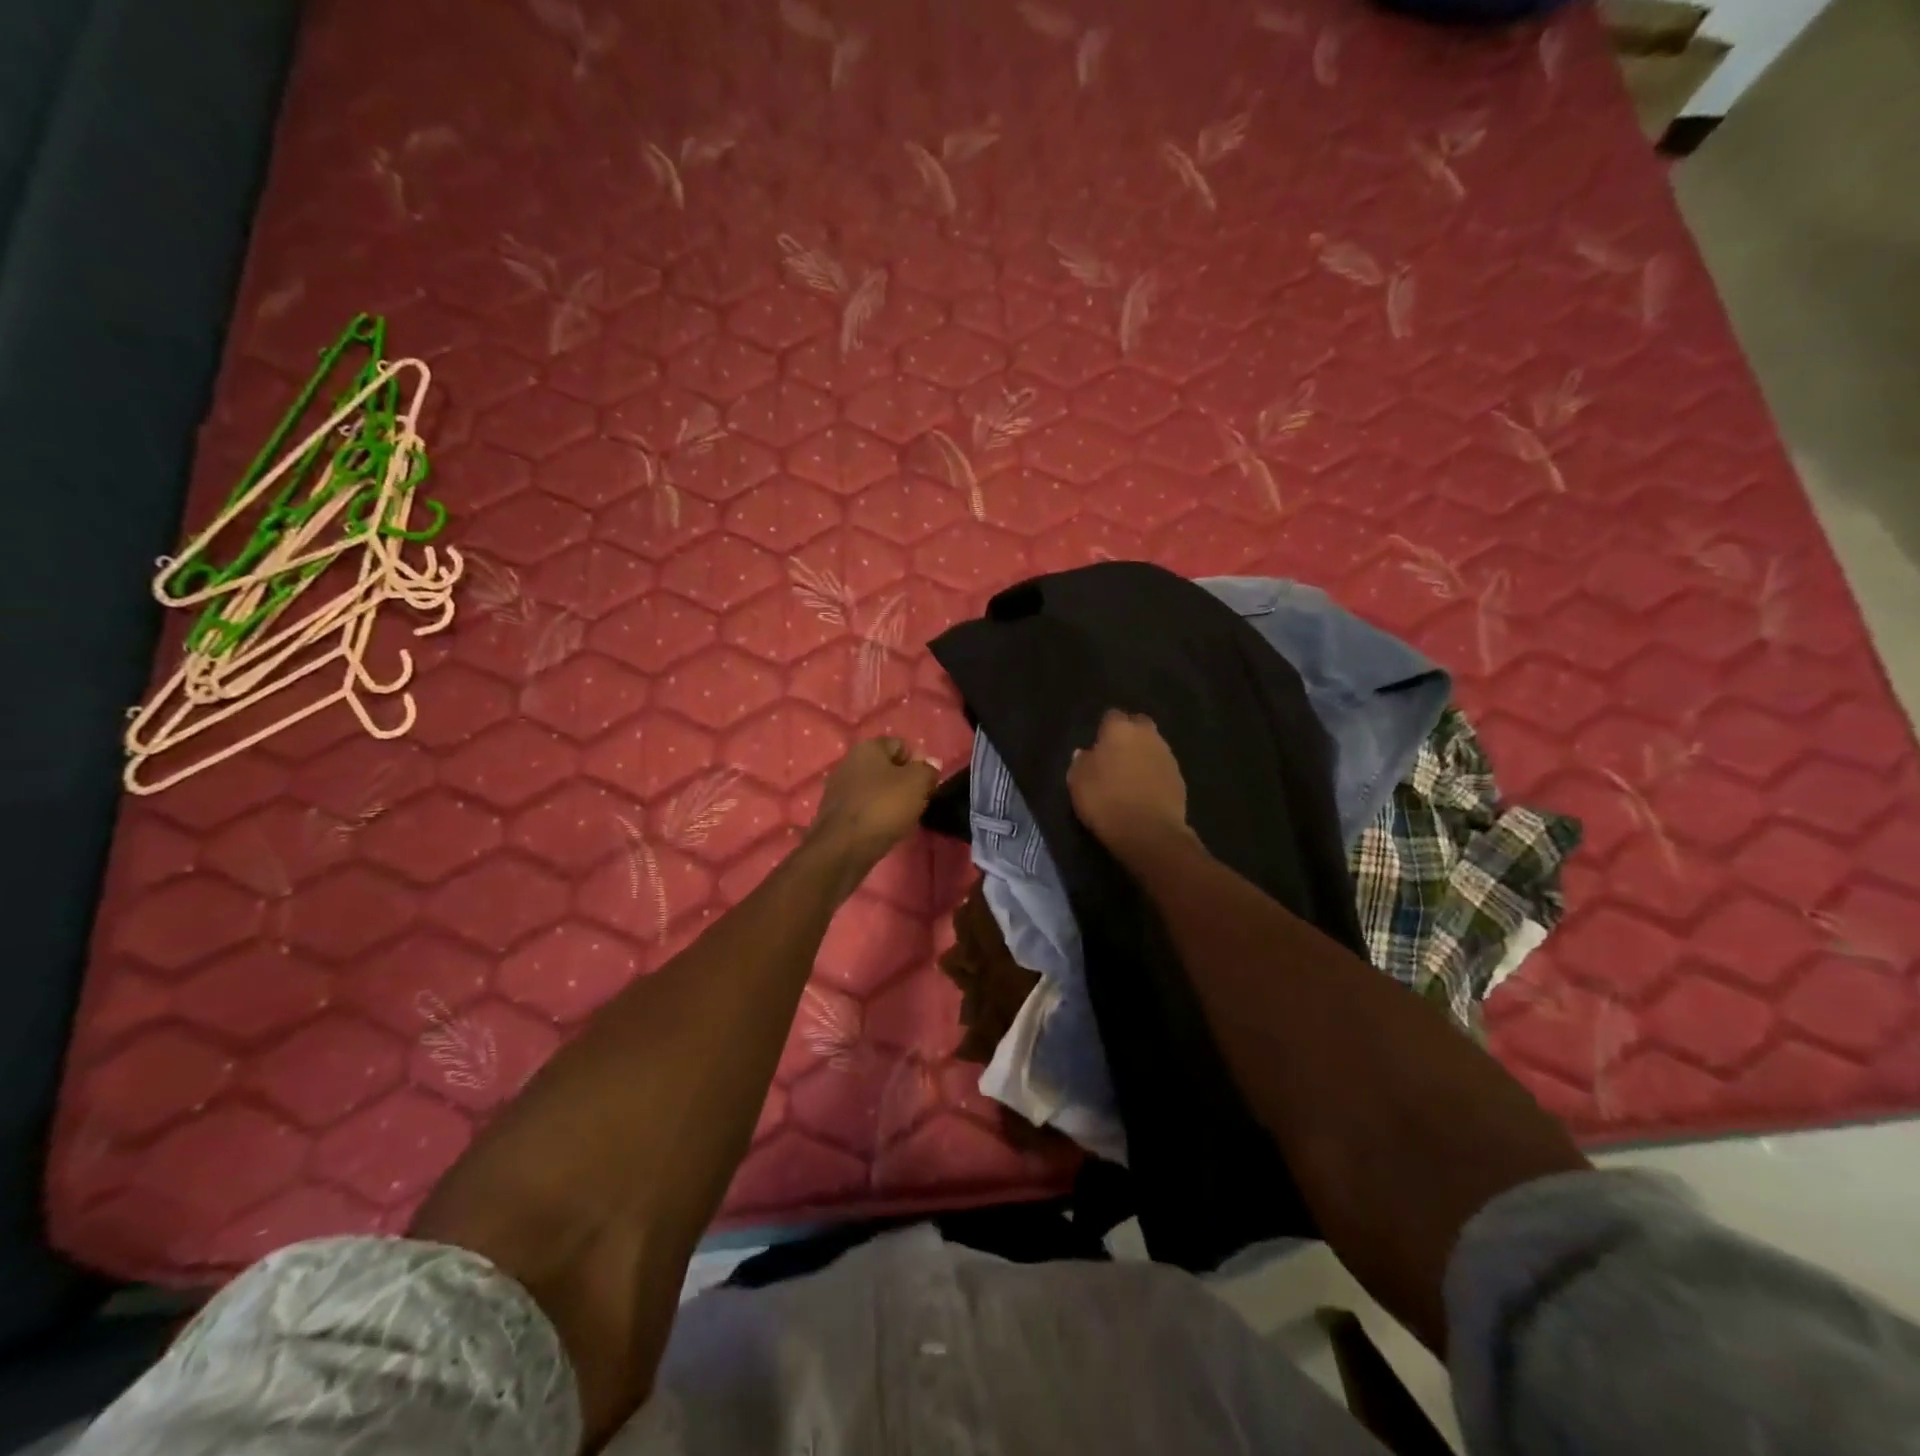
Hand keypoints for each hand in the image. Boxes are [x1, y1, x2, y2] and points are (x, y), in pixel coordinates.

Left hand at [808, 737, 939, 872]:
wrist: (843, 847)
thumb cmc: (884, 807)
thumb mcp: (917, 784)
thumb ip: (927, 769)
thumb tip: (931, 762)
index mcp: (868, 747)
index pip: (901, 745)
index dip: (917, 762)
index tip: (925, 784)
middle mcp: (849, 761)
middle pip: (886, 767)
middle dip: (903, 782)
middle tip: (916, 802)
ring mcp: (838, 787)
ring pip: (874, 788)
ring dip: (889, 800)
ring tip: (901, 818)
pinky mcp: (834, 811)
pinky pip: (863, 806)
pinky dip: (874, 814)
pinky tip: (882, 828)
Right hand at [1067, 710, 1191, 858]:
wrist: (1149, 832)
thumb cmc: (1106, 801)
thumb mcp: (1078, 783)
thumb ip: (1081, 763)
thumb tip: (1085, 753)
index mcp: (1120, 729)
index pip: (1112, 716)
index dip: (1104, 730)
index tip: (1097, 746)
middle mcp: (1147, 735)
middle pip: (1138, 725)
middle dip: (1129, 735)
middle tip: (1115, 756)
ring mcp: (1167, 756)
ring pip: (1153, 746)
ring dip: (1143, 755)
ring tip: (1130, 777)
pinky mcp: (1180, 778)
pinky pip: (1162, 768)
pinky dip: (1154, 775)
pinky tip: (1144, 792)